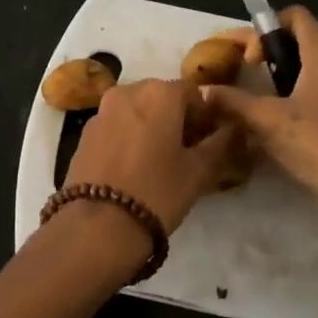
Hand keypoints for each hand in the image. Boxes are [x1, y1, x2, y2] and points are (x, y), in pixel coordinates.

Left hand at [67, 78, 242, 234]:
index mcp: (159, 93)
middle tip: (186, 153)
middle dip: (176, 119)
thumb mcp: (199, 171)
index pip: (193, 93)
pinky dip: (128, 138)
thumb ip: (220, 144)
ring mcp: (101, 111)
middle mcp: (128, 91)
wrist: (97, 226)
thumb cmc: (157, 193)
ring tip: (158, 163)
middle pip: (162, 98)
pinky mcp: (84, 134)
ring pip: (136, 111)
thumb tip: (233, 129)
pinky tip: (132, 169)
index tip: (208, 144)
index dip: (205, 117)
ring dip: (151, 127)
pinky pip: (115, 126)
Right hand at [205, 6, 317, 264]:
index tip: (248, 61)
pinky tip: (282, 131)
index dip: (264, 30)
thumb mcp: (268, 122)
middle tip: (241, 78)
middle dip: (268, 57)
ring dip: (283, 82)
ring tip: (257, 107)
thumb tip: (203, 91)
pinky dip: (301, 101)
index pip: (294, 16)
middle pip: (302, 43)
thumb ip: (233, 102)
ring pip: (314, 72)